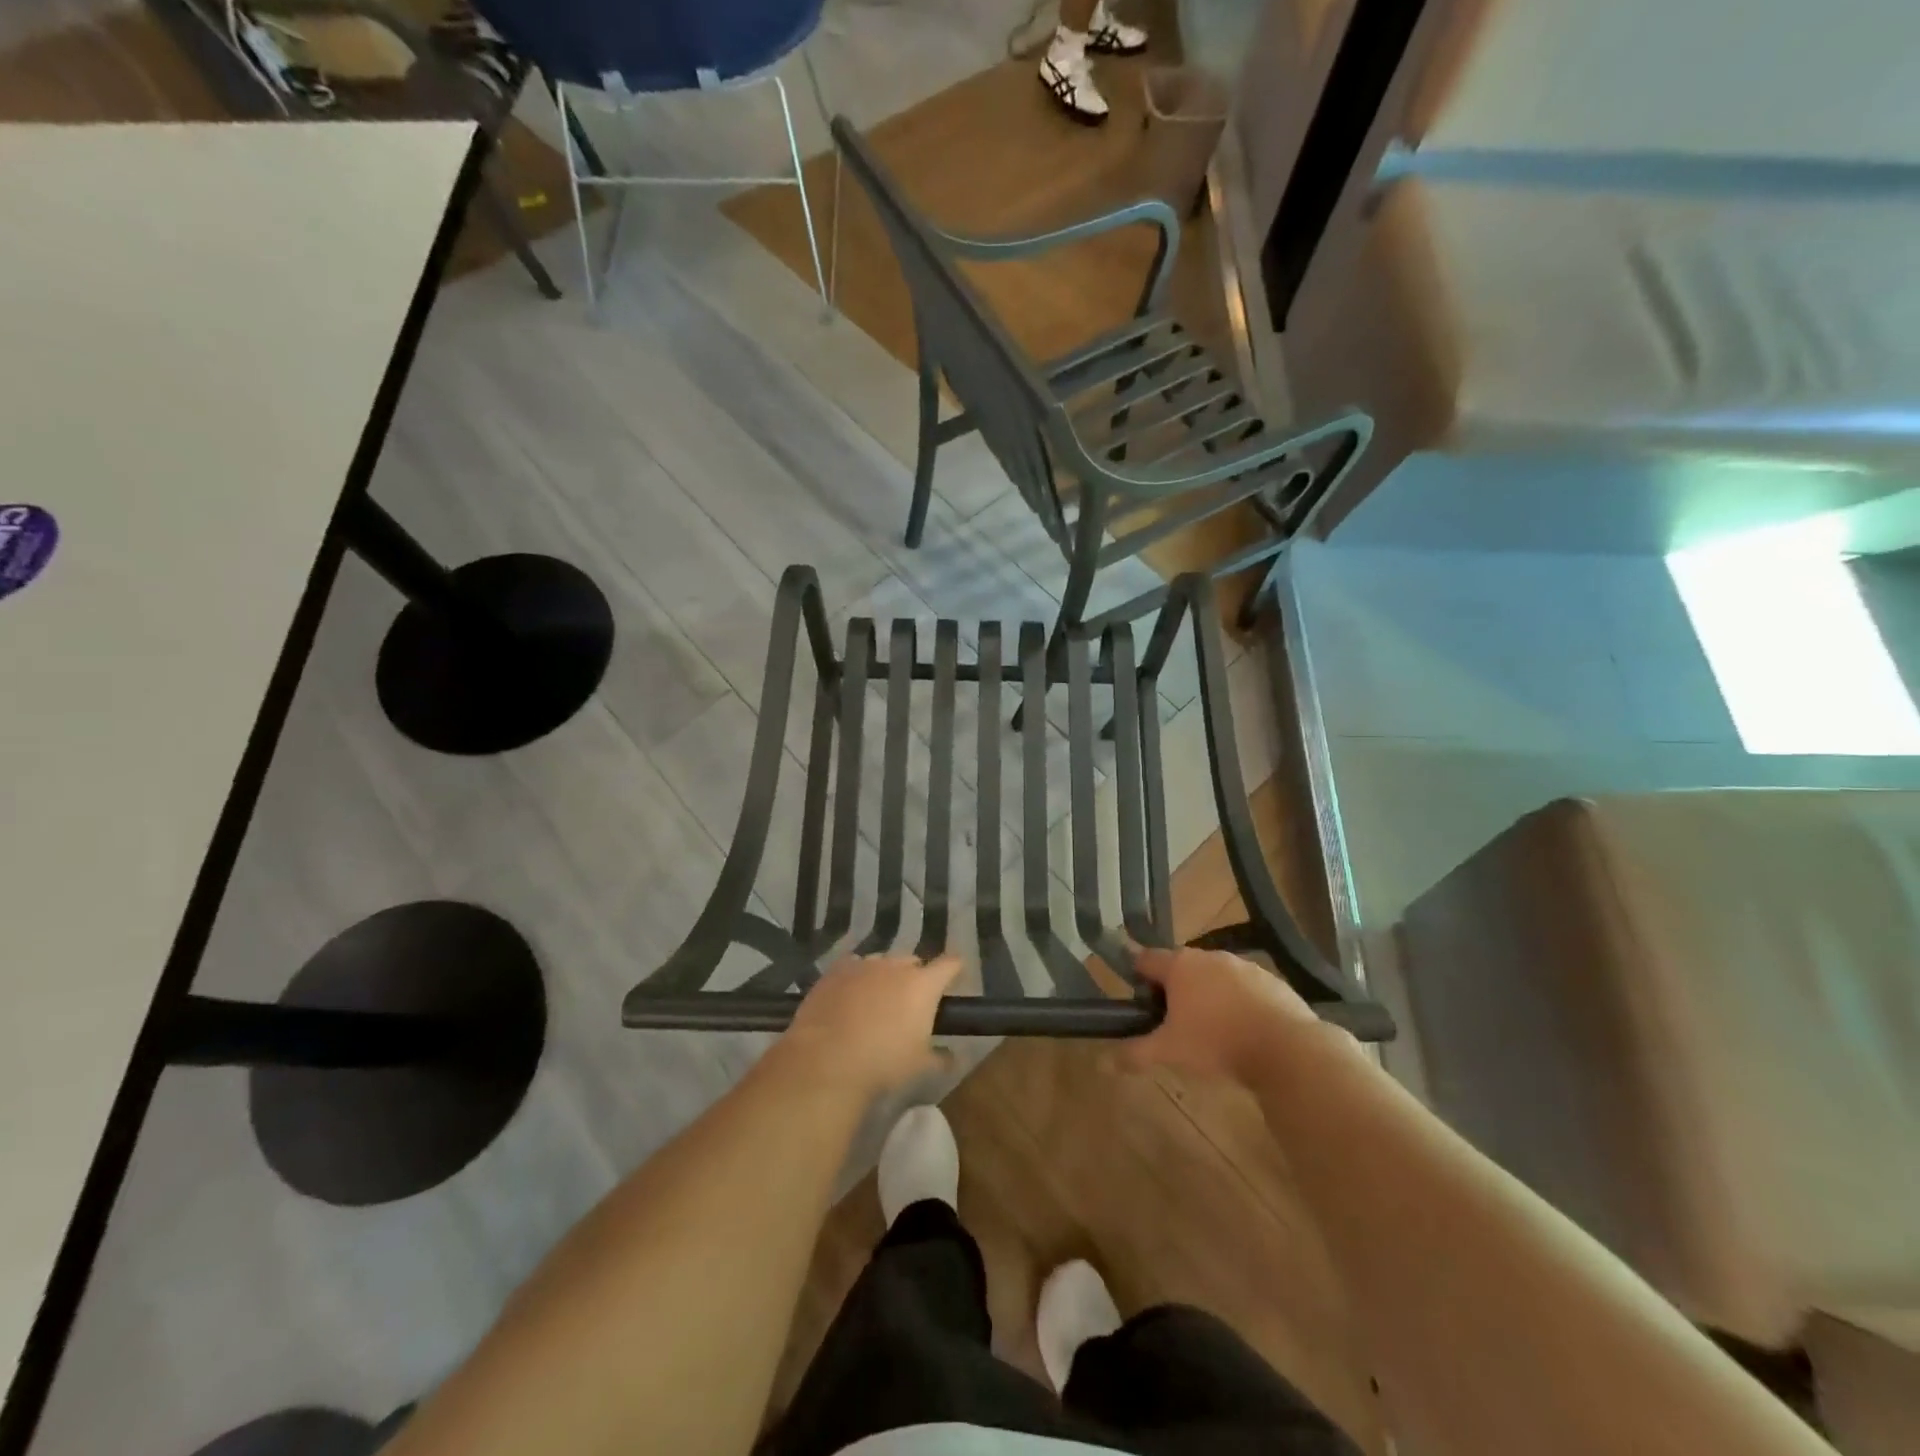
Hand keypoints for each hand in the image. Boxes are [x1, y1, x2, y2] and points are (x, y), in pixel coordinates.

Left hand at [779, 954, 964, 1098]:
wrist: (827, 1060)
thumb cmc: (883, 1063)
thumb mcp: (920, 1067)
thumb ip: (940, 1058)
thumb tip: (952, 1057)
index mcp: (923, 985)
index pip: (950, 964)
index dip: (954, 969)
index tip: (954, 977)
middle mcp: (896, 966)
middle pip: (914, 962)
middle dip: (916, 977)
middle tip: (910, 1003)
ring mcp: (864, 965)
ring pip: (882, 963)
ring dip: (885, 977)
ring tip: (877, 1002)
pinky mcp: (836, 970)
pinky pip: (853, 966)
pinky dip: (857, 977)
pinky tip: (849, 996)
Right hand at [1118, 946, 1325, 1083]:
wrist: (1286, 1048)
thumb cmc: (1217, 1042)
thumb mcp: (1170, 1051)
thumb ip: (1135, 1053)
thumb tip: (1102, 1062)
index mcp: (1180, 965)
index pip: (1146, 958)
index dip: (1138, 976)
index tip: (1140, 1000)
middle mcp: (1209, 956)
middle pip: (1181, 966)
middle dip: (1175, 988)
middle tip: (1174, 1021)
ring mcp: (1244, 966)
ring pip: (1214, 976)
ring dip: (1208, 994)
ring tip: (1211, 1029)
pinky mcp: (1272, 980)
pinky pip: (1245, 987)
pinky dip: (1239, 1002)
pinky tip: (1244, 1031)